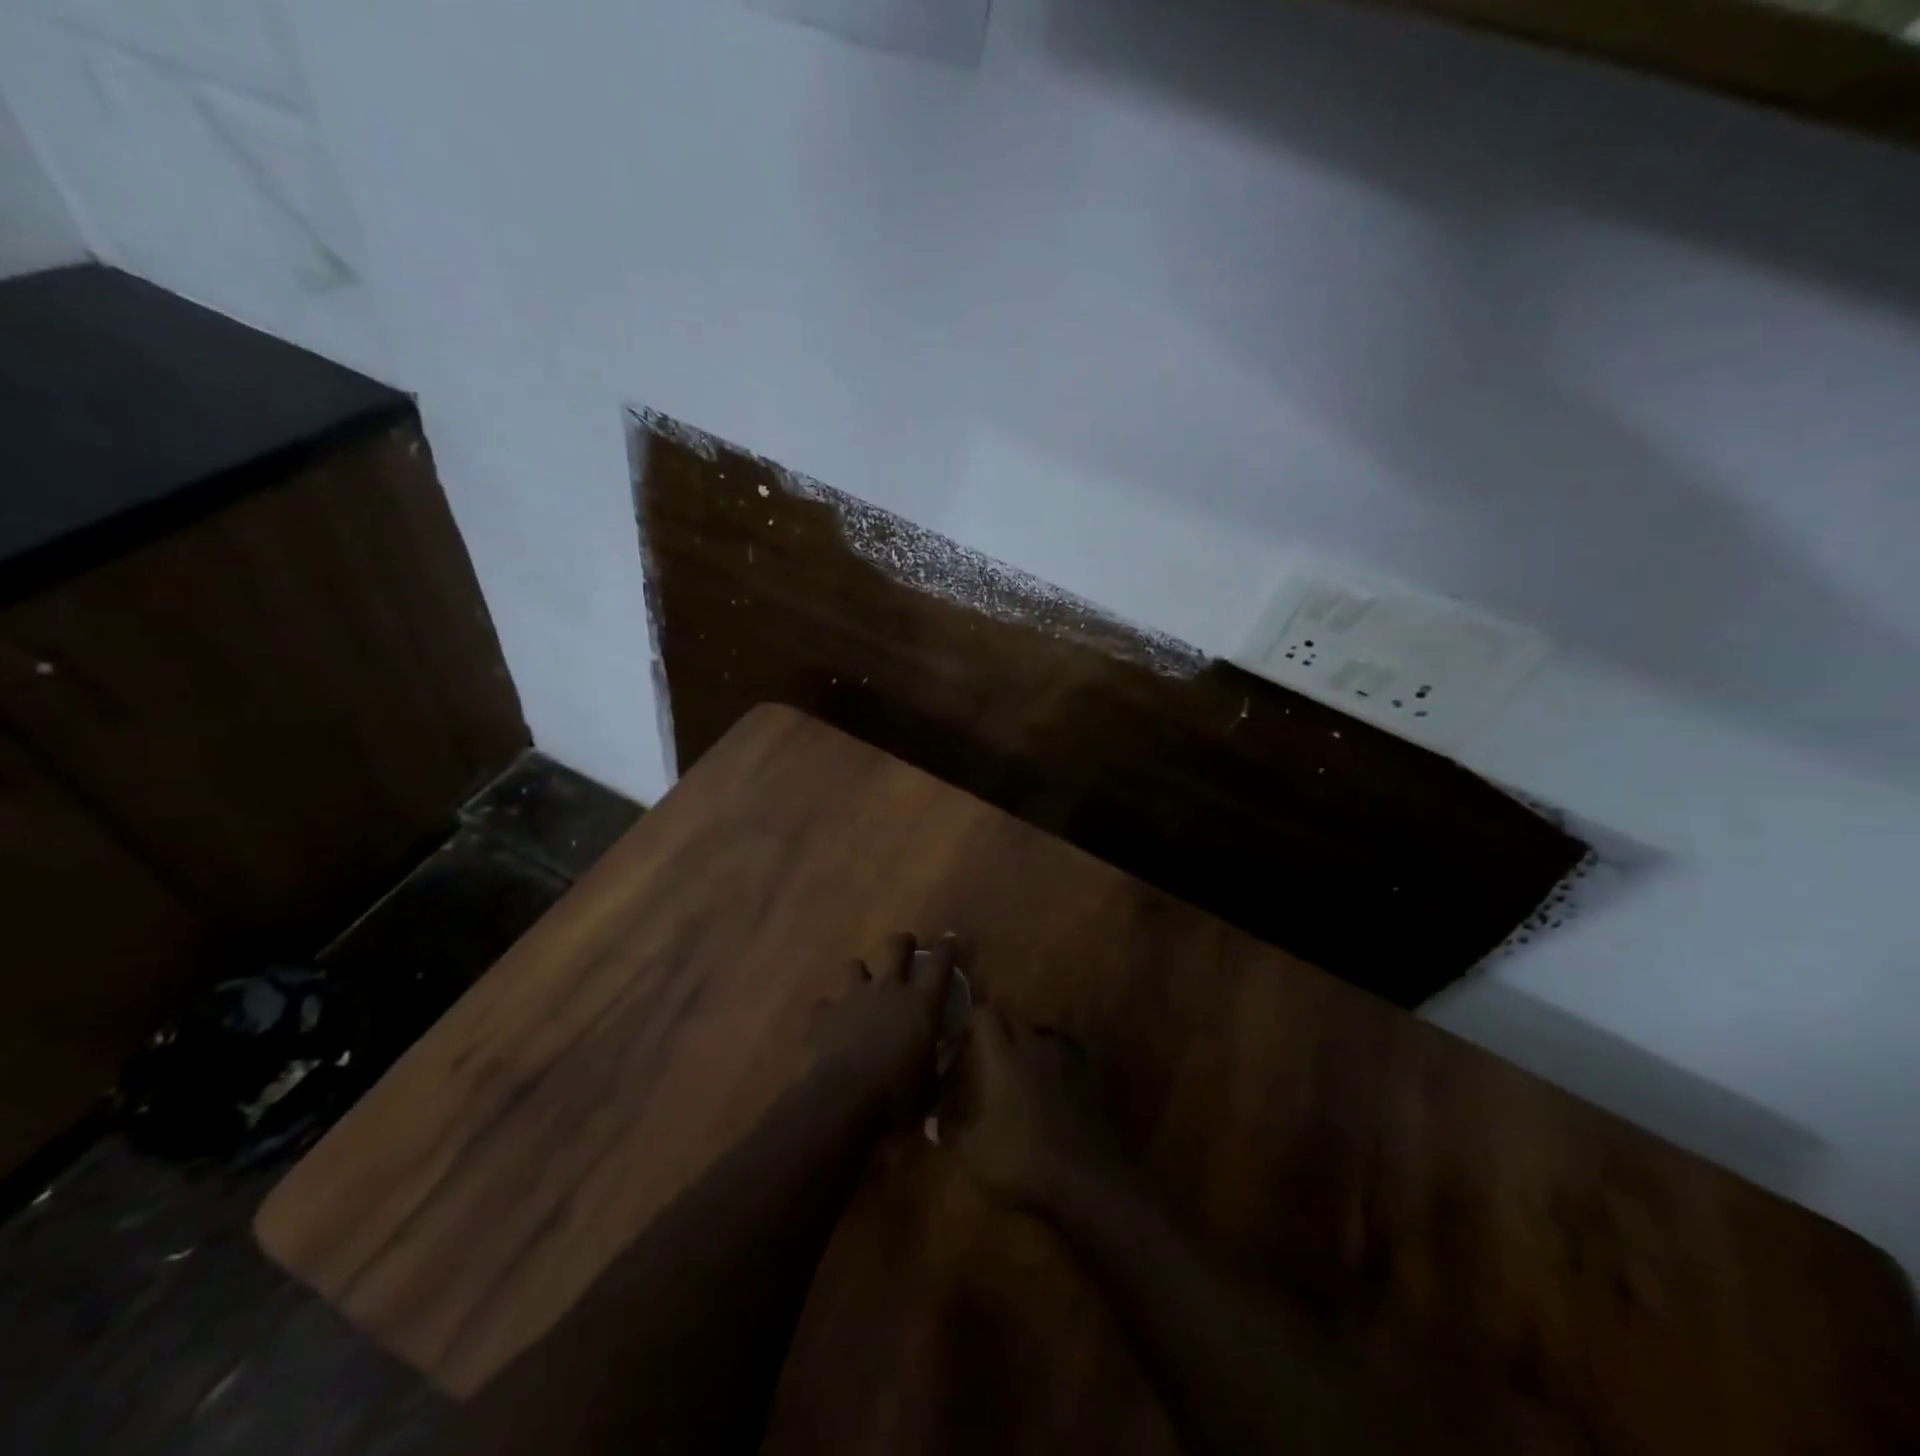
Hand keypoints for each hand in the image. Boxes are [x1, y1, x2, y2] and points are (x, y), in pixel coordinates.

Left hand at [806, 932, 956, 1124]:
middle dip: (903, 943)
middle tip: (906, 946)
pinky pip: (826, 1004)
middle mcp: (888, 990)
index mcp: (921, 1004)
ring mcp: (852, 997)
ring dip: (861, 974)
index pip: (941, 963)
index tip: (949, 939)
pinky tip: (832, 1027)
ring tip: (862, 988)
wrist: (841, 1103)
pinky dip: (831, 1012)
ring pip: (855, 966)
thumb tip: (954, 1046)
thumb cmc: (896, 1098)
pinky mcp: (823, 1013)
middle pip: (897, 948)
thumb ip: (943, 1062)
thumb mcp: (932, 1087)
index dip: (947, 948)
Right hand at [946, 1010, 1118, 1212]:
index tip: (962, 1039)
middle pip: (1013, 1022)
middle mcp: (1035, 1045)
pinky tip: (1052, 1084)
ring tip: (1021, 1072)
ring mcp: (1067, 1057)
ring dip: (1029, 1046)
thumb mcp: (972, 1152)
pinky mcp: (1091, 1074)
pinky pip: (1068, 1054)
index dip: (971, 1022)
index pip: (983, 1015)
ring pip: (1042, 1035)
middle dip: (999, 1034)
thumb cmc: (1022, 1160)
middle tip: (987, 1060)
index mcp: (1003, 1056)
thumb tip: (936, 1119)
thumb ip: (950, 1129)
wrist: (1086, 1178)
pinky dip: (1056, 1062)